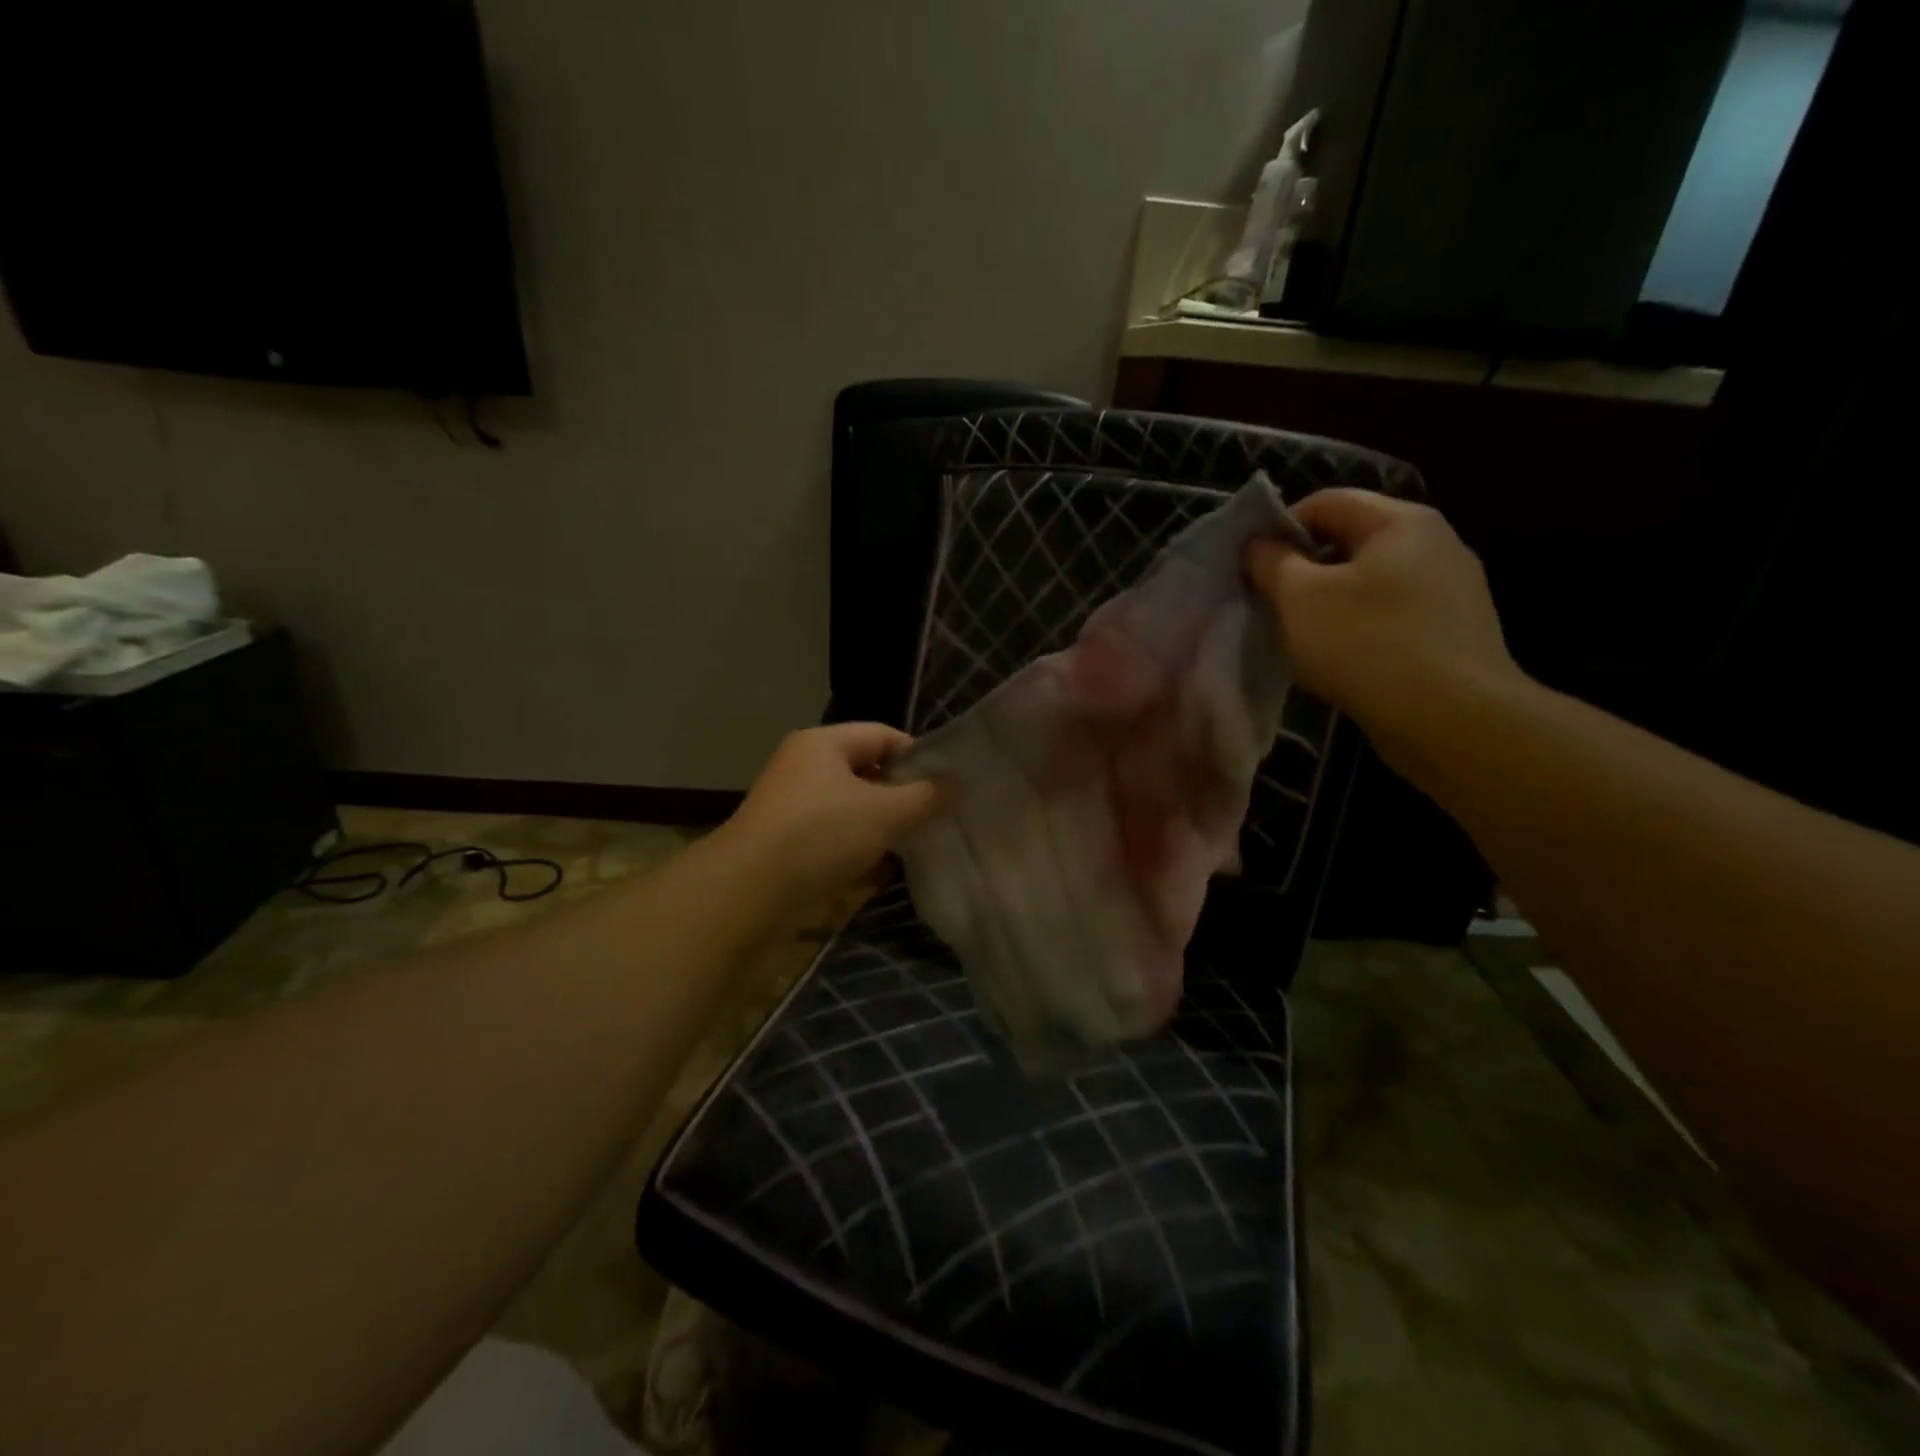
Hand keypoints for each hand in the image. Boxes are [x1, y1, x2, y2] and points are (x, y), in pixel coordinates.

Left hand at [716, 724, 946, 912]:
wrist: (746, 890)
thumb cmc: (820, 835)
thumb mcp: (884, 813)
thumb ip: (925, 796)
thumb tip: (957, 785)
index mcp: (823, 743)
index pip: (883, 735)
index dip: (918, 756)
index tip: (946, 786)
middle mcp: (804, 765)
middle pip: (867, 770)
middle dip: (901, 794)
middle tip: (934, 817)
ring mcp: (792, 804)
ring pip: (850, 805)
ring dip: (880, 823)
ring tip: (911, 844)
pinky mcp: (785, 839)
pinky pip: (832, 833)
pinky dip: (856, 846)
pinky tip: (877, 868)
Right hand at [1245, 489, 1521, 760]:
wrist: (1452, 719)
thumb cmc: (1366, 645)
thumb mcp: (1299, 598)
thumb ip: (1271, 562)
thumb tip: (1259, 543)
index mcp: (1400, 521)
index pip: (1326, 502)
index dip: (1280, 528)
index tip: (1253, 569)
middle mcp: (1435, 543)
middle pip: (1349, 540)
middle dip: (1303, 570)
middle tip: (1271, 605)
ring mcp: (1451, 589)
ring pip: (1370, 582)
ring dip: (1328, 603)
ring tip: (1302, 639)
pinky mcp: (1454, 631)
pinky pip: (1392, 615)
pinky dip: (1359, 629)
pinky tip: (1342, 662)